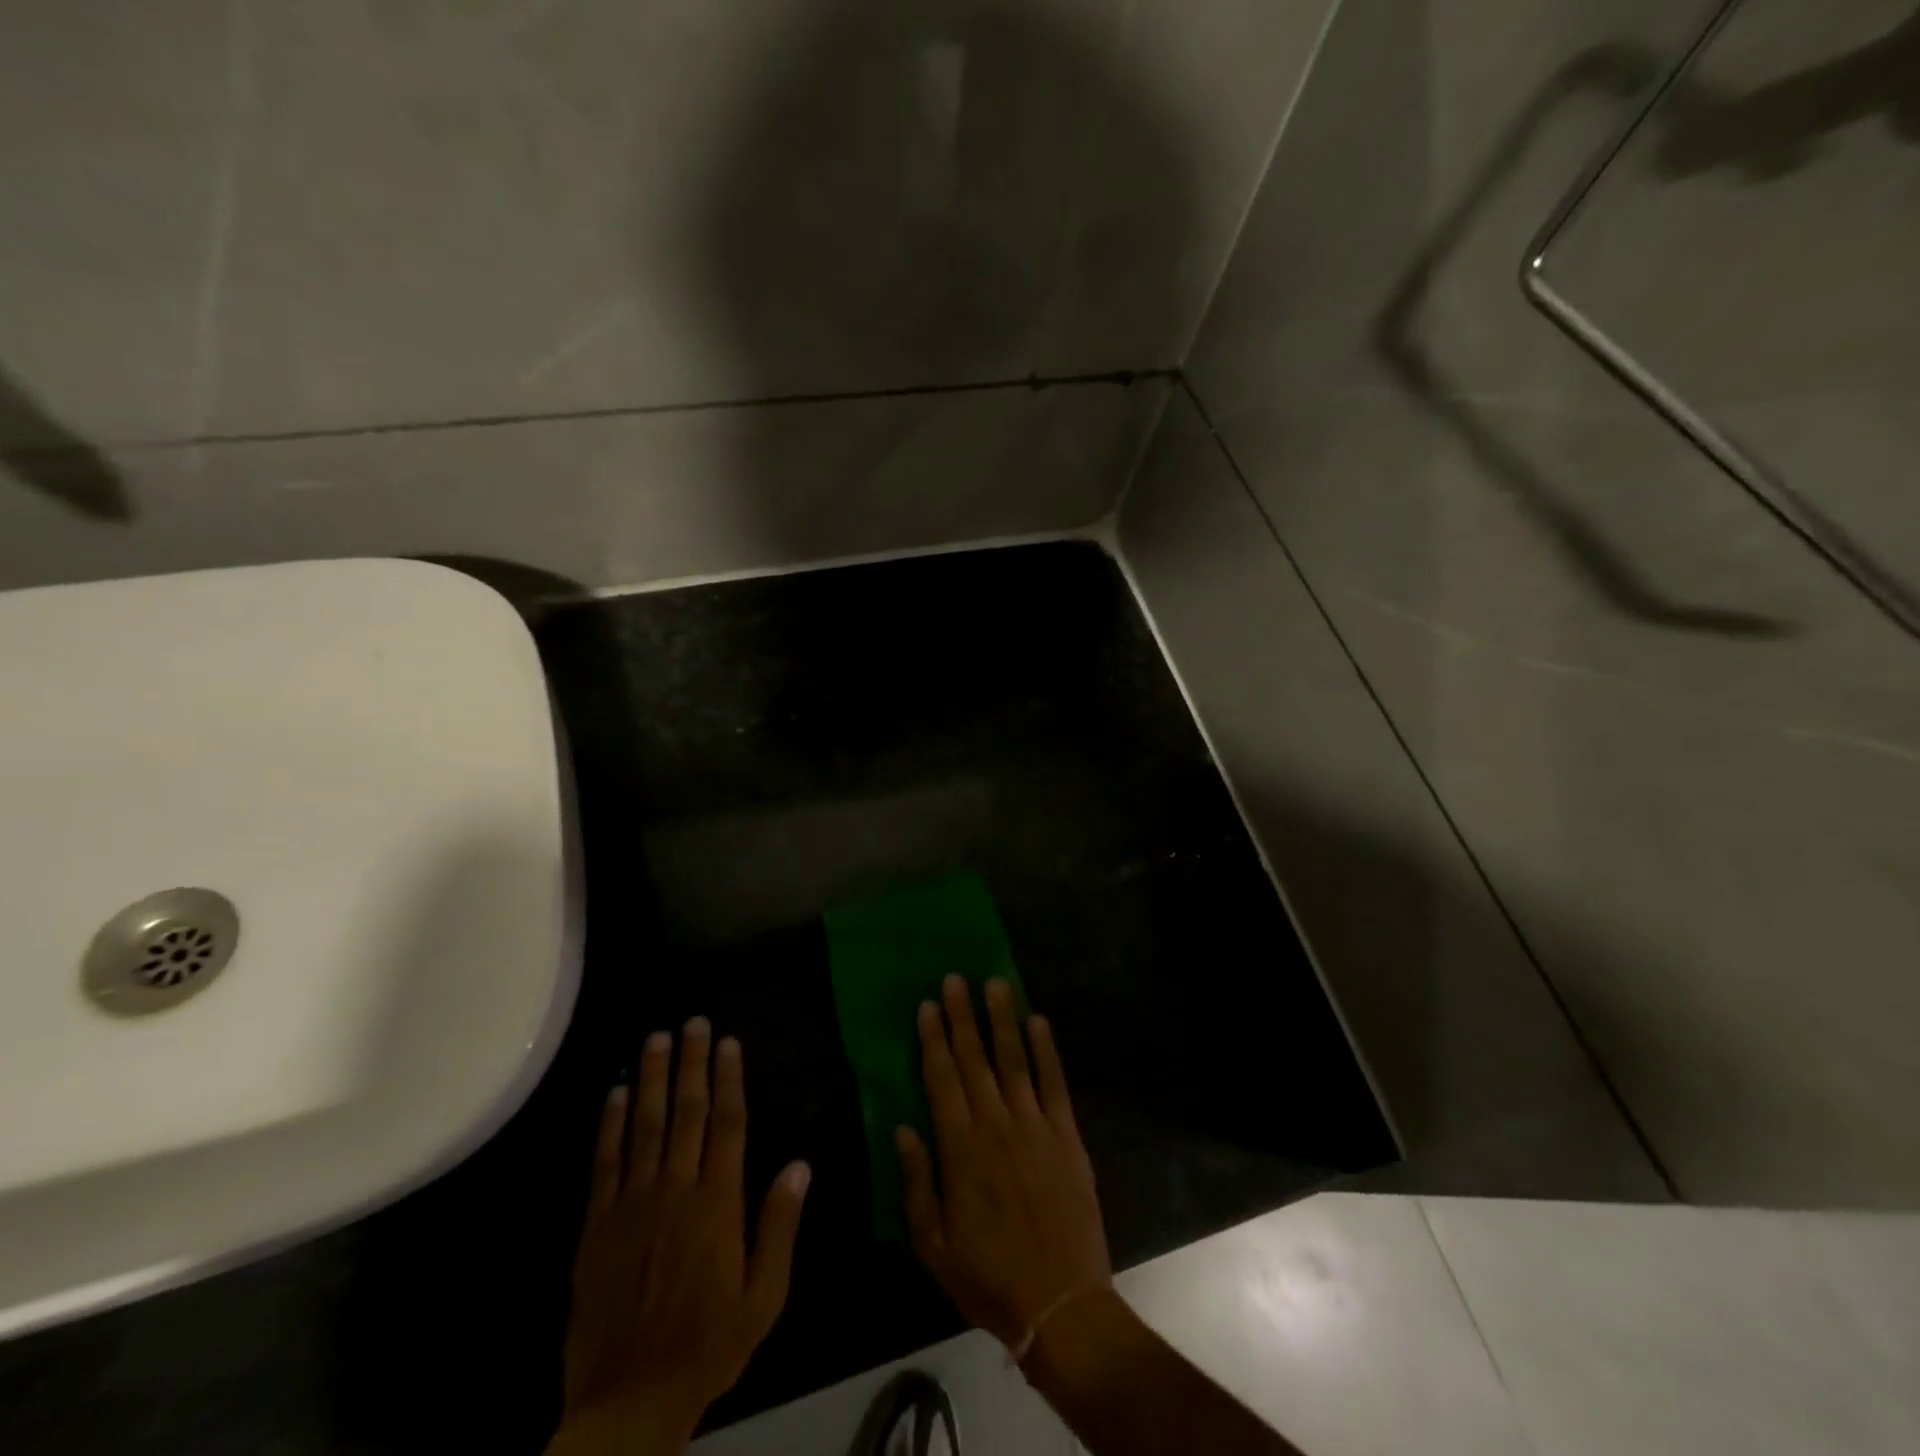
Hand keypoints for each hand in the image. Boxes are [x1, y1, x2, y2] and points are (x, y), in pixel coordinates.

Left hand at [552, 1019, 811, 1454]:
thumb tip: (801, 1164)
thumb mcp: (764, 1296)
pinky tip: (617, 1092)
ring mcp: (633, 1204)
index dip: (728, 1079)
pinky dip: (611, 1124)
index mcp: (718, 1203)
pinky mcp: (598, 1225)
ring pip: (645, 1126)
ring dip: (653, 1078)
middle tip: (694, 1021)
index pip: (727, 1124)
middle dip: (692, 1063)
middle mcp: (676, 1190)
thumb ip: (780, 1226)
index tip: (729, 1043)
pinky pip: (605, 1163)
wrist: (629, 1399)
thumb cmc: (708, 1344)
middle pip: (686, 1113)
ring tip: (657, 1038)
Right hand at [897, 977, 1110, 1351]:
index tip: (927, 1004)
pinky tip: (1038, 1021)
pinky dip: (1046, 1050)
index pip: (942, 1080)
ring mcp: (1035, 1127)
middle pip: (975, 1060)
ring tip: (994, 983)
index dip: (933, 1040)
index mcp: (960, 1149)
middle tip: (954, 978)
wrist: (1061, 1304)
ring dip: (1002, 1020)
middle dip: (962, 1016)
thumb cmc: (989, 1277)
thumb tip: (903, 1126)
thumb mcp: (933, 1244)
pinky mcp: (1067, 1135)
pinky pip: (1054, 1083)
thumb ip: (916, 1181)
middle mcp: (996, 1125)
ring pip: (1014, 1060)